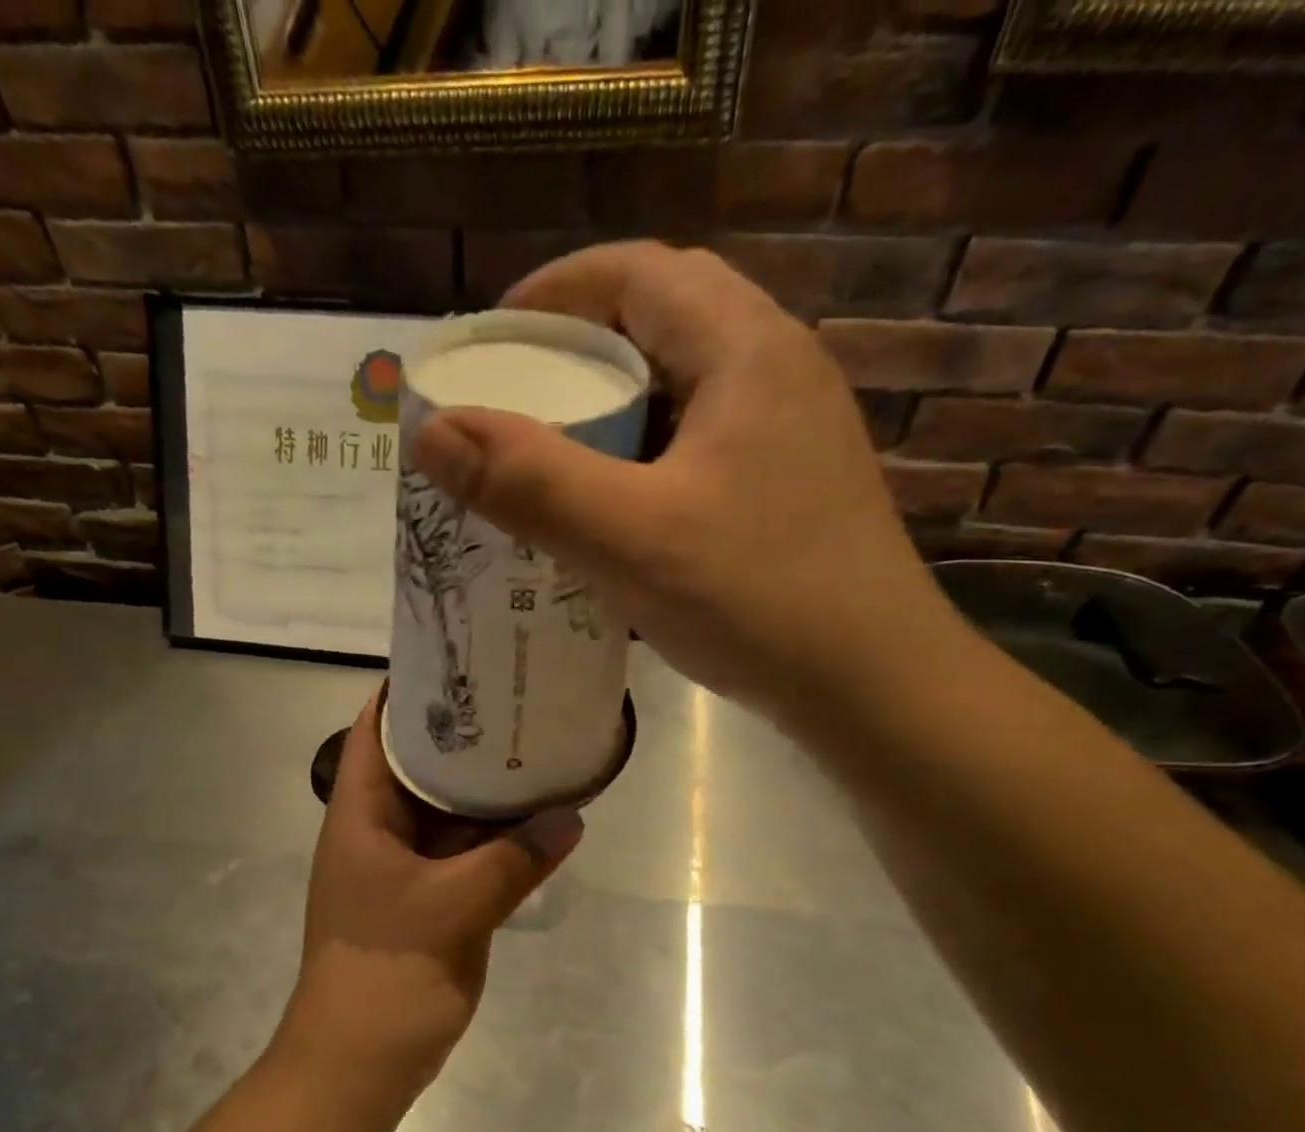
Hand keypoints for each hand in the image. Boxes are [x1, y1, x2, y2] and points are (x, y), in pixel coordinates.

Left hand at [277, 693, 583, 1097]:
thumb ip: (513, 860)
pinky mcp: (434, 898)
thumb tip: (570, 817)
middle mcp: (382, 830)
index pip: (376, 731)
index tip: (456, 660)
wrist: (361, 1063)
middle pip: (420, 765)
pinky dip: (502, 839)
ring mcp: (408, 866)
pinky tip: (546, 818)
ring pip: (451, 812)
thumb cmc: (386, 972)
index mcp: (361, 815)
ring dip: (488, 789)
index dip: (407, 691)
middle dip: (463, 735)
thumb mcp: (452, 908)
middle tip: (515, 698)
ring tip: (537, 744)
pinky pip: (471, 855)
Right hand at [409, 241, 956, 727]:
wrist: (872, 686)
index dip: (556, 292)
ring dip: (615, 402)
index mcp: (747, 350)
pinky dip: (646, 451)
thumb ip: (529, 482)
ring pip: (685, 384)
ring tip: (554, 446)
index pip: (639, 272)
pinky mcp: (789, 485)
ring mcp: (791, 431)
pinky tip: (616, 503)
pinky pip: (702, 439)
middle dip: (581, 346)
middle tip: (517, 396)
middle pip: (665, 319)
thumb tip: (432, 430)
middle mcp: (778, 370)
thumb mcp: (630, 539)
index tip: (493, 340)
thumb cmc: (757, 599)